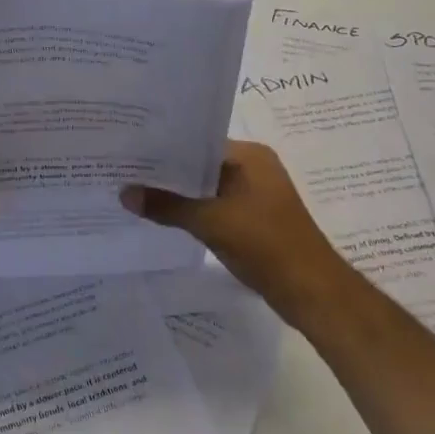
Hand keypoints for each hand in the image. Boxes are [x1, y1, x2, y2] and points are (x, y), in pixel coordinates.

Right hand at [121, 140, 353, 328]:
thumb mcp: (210, 222)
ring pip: (204, 188)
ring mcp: (253, 195)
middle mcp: (253, 168)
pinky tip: (160, 215)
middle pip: (199, 164)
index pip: (197, 141)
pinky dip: (190, 210)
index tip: (128, 149)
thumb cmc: (265, 244)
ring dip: (176, 194)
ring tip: (134, 191)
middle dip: (165, 172)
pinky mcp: (251, 219)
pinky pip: (212, 207)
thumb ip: (166, 206)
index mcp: (250, 156)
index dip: (163, 147)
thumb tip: (124, 193)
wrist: (311, 292)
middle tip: (123, 170)